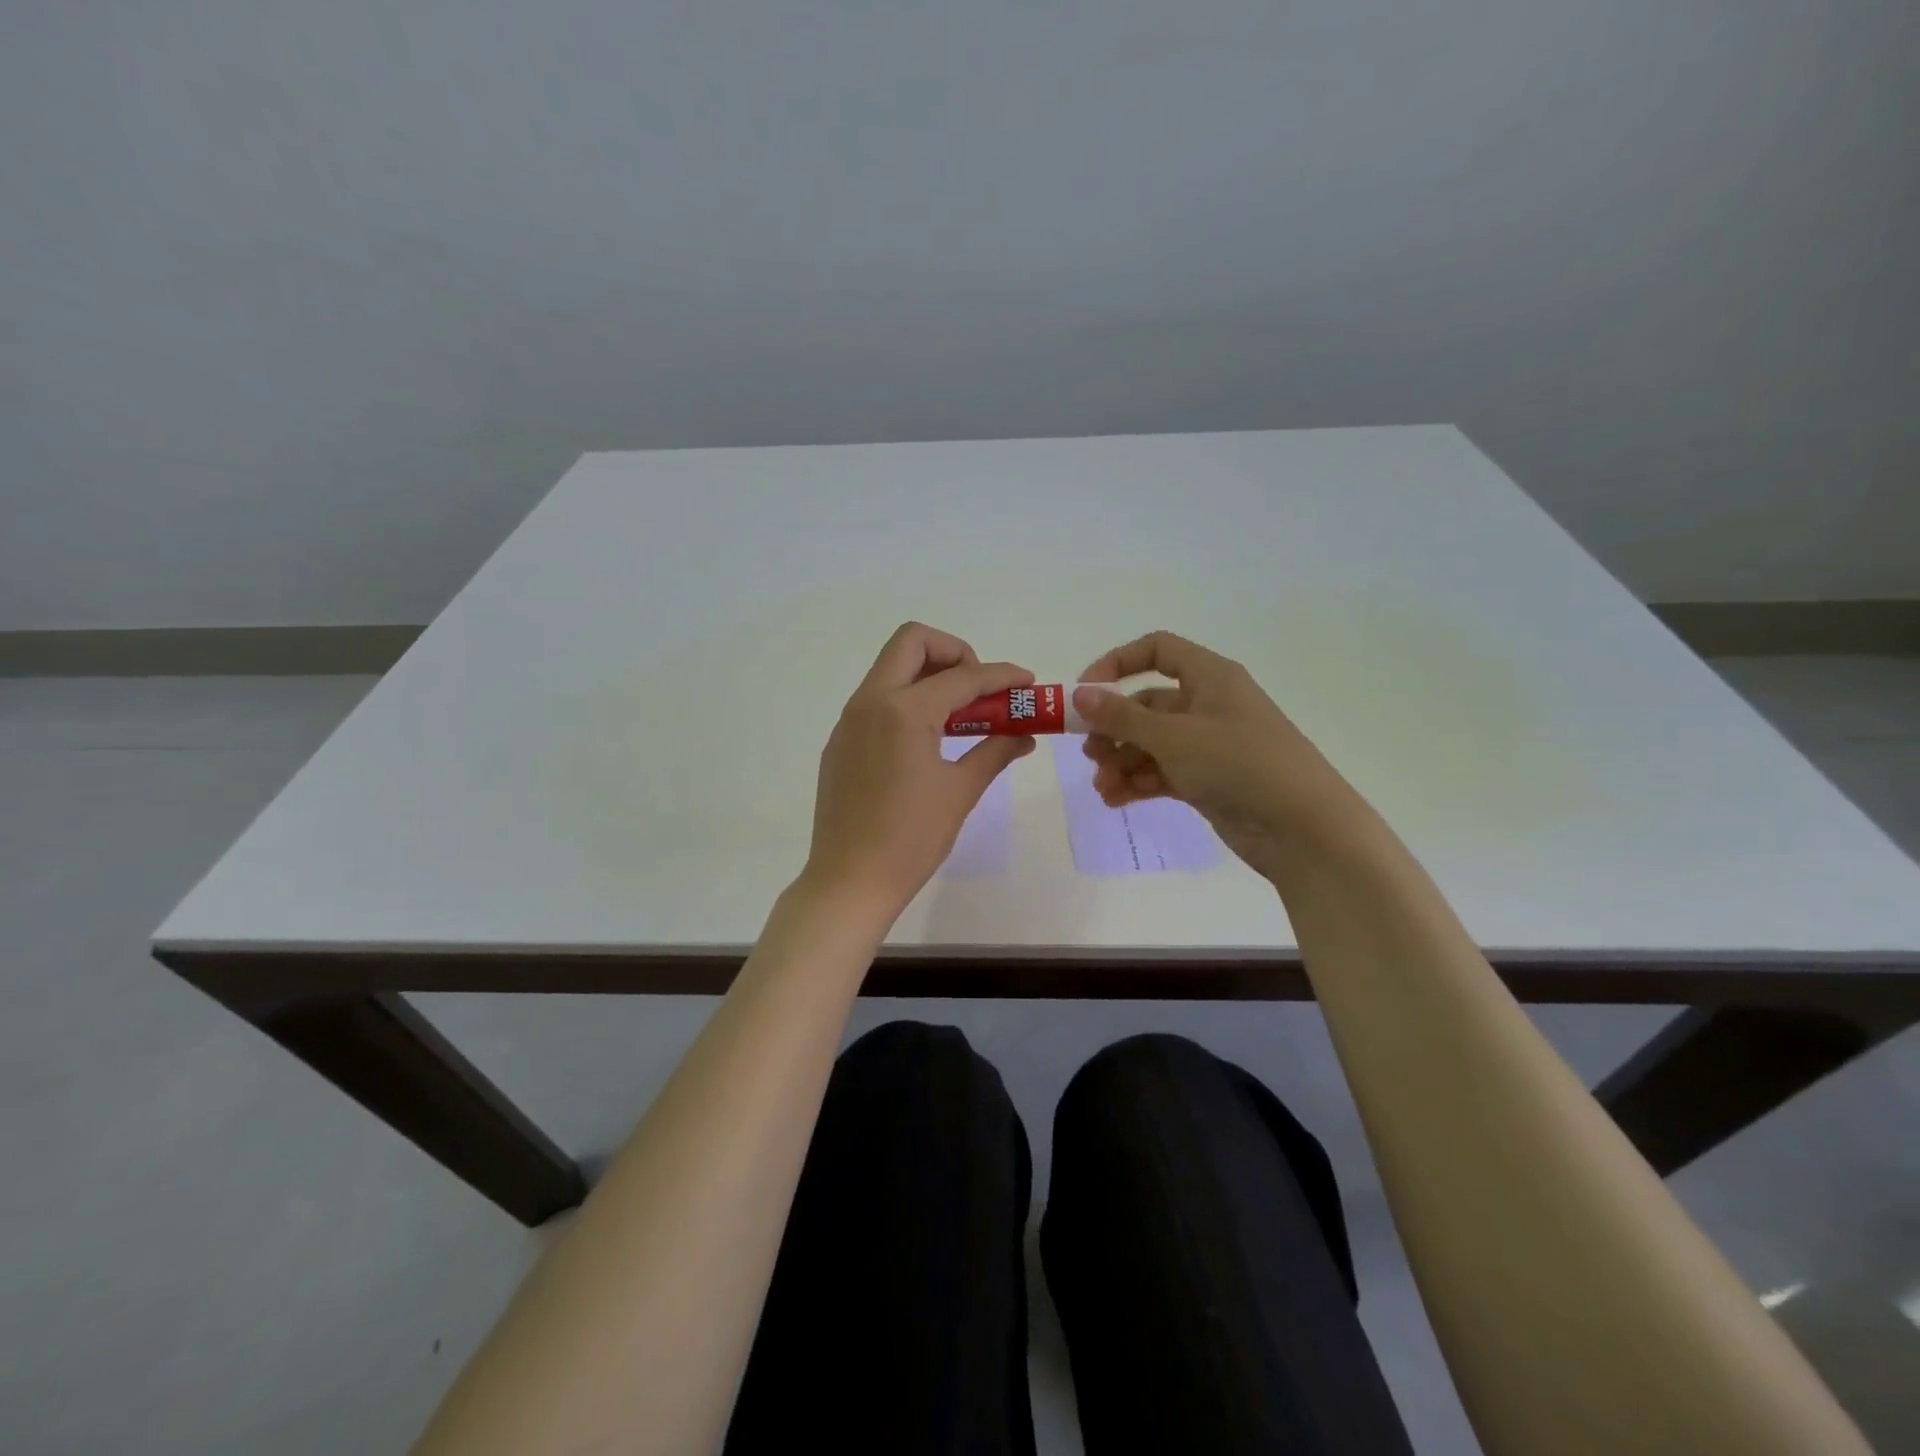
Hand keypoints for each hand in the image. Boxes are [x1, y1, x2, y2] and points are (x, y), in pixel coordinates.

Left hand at [804, 623, 1035, 920]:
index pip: (963, 677)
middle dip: (955, 653)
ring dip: (929, 675)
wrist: (849, 881)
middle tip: (979, 690)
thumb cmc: (910, 839)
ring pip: (891, 668)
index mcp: (904, 711)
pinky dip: (907, 700)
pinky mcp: (840, 741)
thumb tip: (1024, 736)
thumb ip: (994, 752)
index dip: (1002, 676)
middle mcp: (871, 701)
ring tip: (960, 715)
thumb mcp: (960, 792)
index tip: (1027, 684)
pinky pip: (877, 699)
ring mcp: (849, 719)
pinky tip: (926, 739)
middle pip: (912, 642)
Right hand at [1074, 630, 1356, 876]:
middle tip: (1088, 753)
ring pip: (1151, 743)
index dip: (1117, 664)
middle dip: (1113, 728)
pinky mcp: (1208, 781)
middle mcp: (1208, 705)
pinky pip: (1162, 772)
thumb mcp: (1175, 737)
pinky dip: (1138, 782)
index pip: (1157, 651)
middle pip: (1147, 704)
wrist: (1304, 830)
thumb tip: (1078, 694)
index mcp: (1210, 677)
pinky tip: (1115, 799)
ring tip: (1102, 786)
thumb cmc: (1240, 764)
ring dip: (1121, 761)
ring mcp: (1208, 745)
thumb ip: (1122, 717)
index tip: (1085, 692)